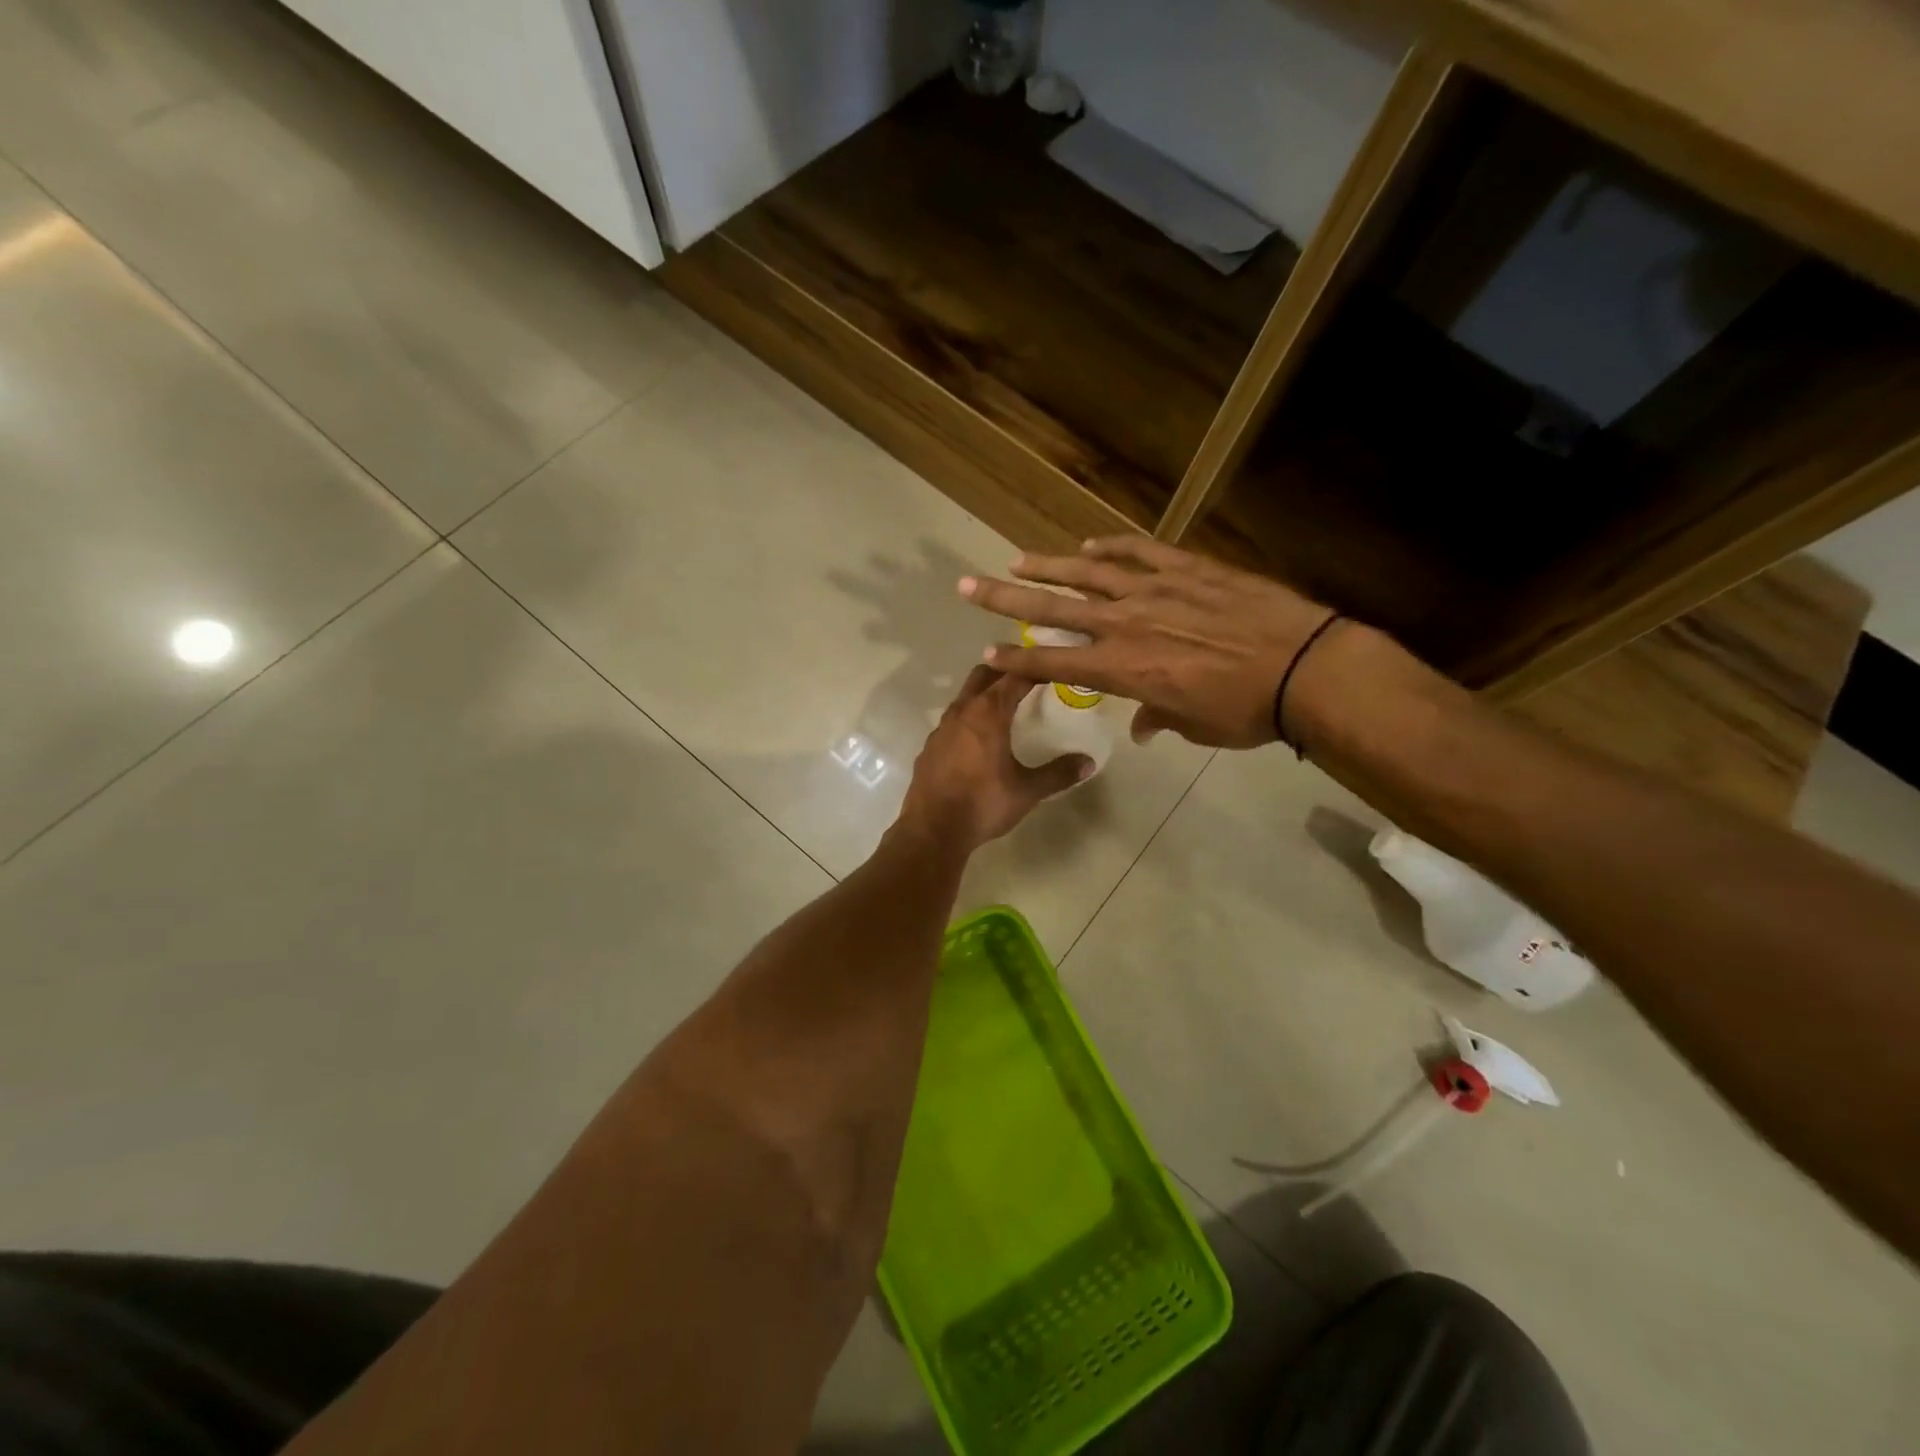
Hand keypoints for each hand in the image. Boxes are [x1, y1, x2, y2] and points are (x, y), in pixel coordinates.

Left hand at [896, 666, 1091, 849]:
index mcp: (988, 713)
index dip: (1035, 669)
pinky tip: (977, 739)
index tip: (1051, 668)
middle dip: (1005, 671)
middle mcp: (962, 712)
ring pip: (965, 697)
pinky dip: (968, 719)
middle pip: (984, 675)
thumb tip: (1088, 762)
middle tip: (1027, 678)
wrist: (932, 830)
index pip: (1015, 677)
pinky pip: (952, 721)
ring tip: (1004, 706)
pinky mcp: (930, 746)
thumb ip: (1059, 773)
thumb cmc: (983, 804)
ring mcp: (941, 728)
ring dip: (984, 694)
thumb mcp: (1027, 791)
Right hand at [958, 536, 1344, 749]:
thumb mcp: (1195, 727)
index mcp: (1123, 669)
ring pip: (1087, 573)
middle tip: (969, 585)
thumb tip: (1143, 724)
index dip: (1016, 657)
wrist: (1304, 667)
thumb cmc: (1245, 711)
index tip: (986, 651)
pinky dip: (1109, 548)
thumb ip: (1159, 720)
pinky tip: (1087, 545)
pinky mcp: (1186, 568)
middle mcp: (1125, 624)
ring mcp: (1154, 590)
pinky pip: (1138, 551)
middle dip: (1005, 598)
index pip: (1053, 661)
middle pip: (1053, 607)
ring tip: (1015, 558)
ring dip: (1047, 566)